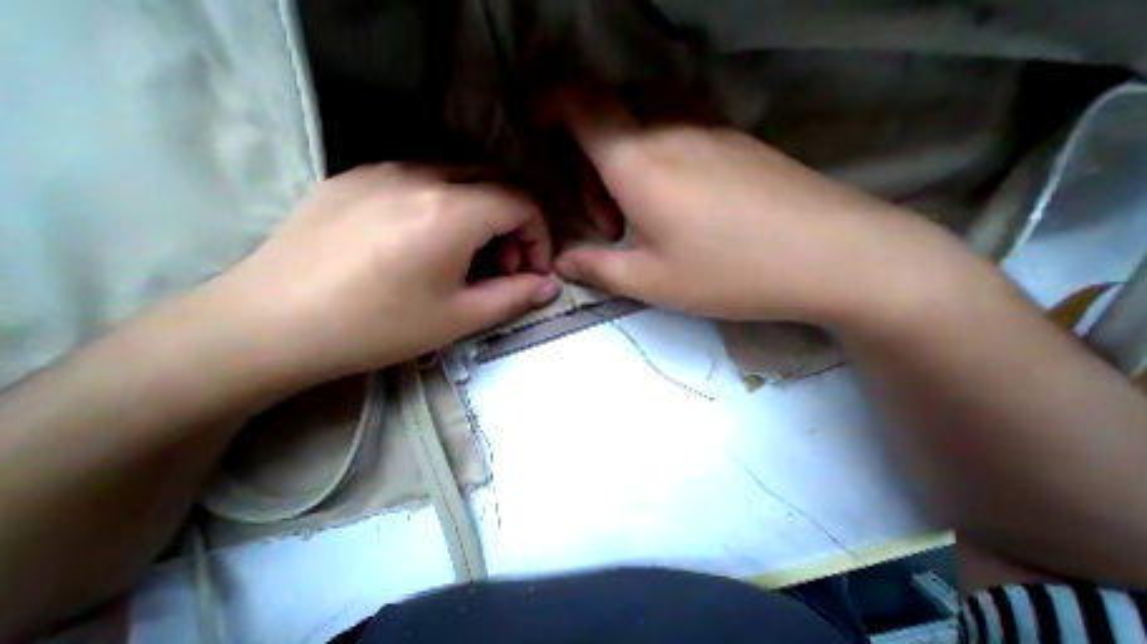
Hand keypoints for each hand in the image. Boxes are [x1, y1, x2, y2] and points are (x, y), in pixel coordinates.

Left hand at [211, 167, 562, 387]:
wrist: (269, 325)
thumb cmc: (378, 327)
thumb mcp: (460, 318)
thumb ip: (515, 296)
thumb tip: (550, 285)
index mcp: (451, 211)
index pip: (522, 204)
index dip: (539, 237)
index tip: (532, 271)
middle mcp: (421, 175)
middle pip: (496, 182)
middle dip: (514, 223)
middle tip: (504, 265)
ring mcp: (383, 170)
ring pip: (461, 176)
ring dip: (482, 212)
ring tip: (468, 257)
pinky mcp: (355, 177)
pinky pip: (423, 178)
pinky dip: (448, 204)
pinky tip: (429, 242)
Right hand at [551, 94, 969, 325]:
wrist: (831, 256)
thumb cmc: (729, 272)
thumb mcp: (650, 281)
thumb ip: (596, 269)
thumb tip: (562, 263)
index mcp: (639, 163)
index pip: (581, 106)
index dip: (551, 102)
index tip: (536, 120)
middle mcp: (671, 131)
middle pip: (610, 117)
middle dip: (589, 162)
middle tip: (607, 221)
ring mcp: (711, 130)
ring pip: (644, 122)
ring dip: (625, 161)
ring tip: (640, 214)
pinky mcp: (737, 141)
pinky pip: (679, 130)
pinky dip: (657, 157)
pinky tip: (676, 201)